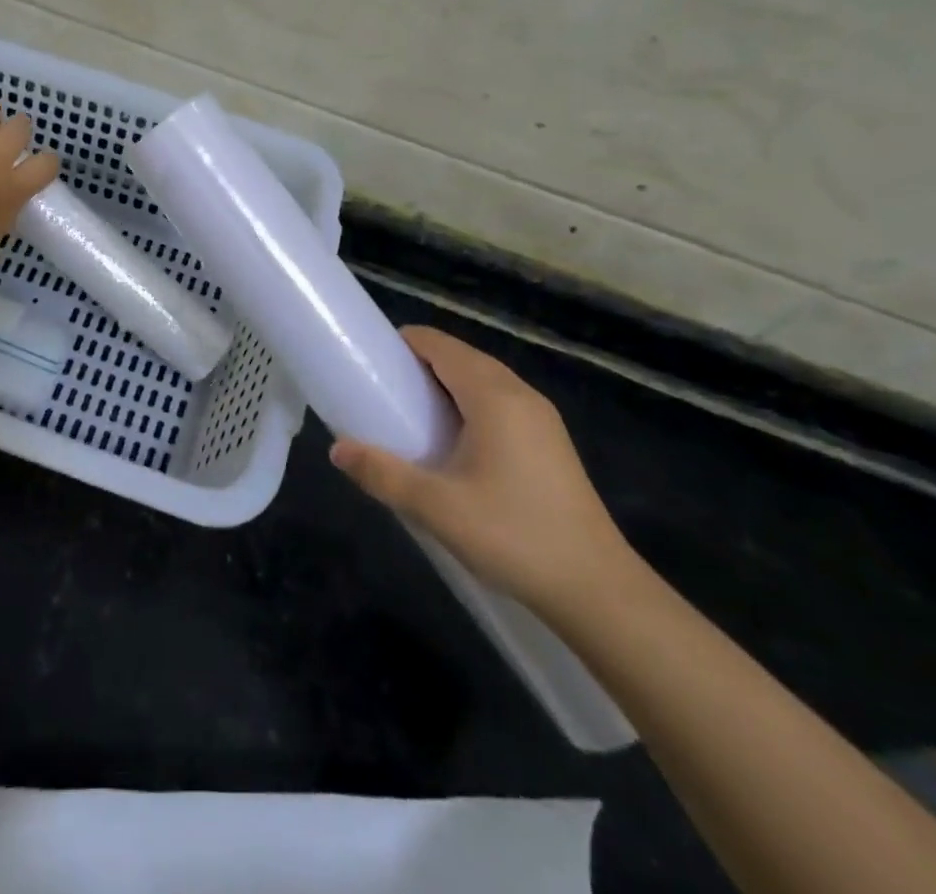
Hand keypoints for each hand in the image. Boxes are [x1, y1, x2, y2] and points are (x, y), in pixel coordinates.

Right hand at [329, 326, 632, 618]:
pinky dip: (467, 405)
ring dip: (444, 386)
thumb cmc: (513, 536)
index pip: (439, 345)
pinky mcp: (550, 443)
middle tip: (382, 393)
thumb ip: (383, 474)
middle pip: (460, 357)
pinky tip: (452, 444)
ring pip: (481, 381)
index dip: (401, 344)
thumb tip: (337, 450)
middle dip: (418, 366)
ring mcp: (541, 418)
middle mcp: (520, 393)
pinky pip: (499, 403)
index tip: (369, 363)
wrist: (598, 591)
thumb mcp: (436, 507)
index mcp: (493, 395)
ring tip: (409, 417)